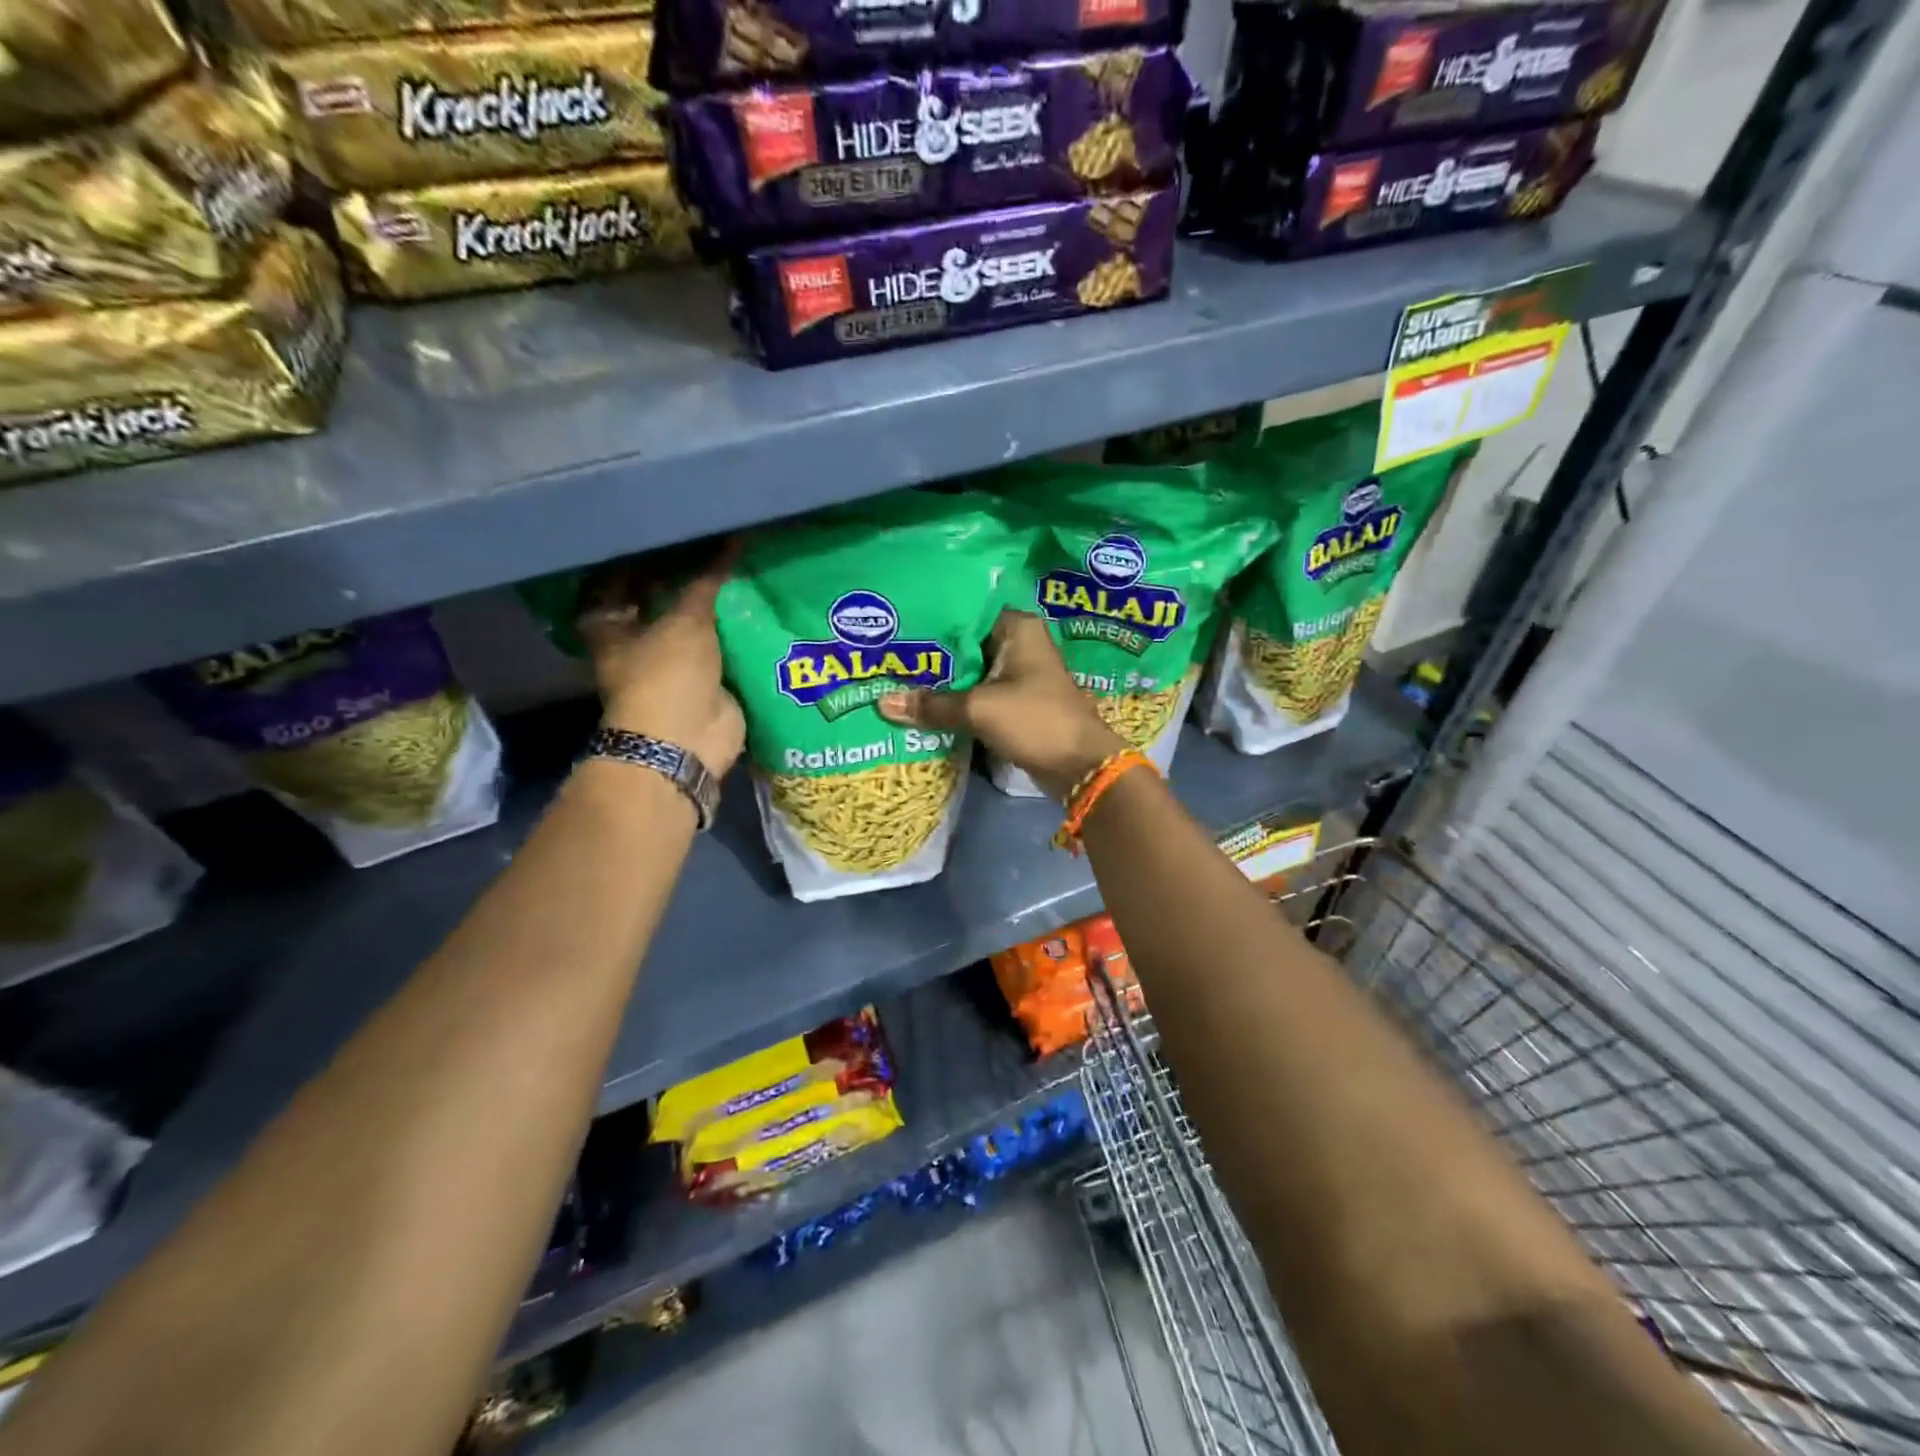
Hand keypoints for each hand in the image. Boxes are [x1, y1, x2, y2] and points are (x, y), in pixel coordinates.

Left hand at [577, 548, 745, 778]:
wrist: (688, 741)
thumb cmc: (668, 675)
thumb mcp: (686, 621)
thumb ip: (706, 584)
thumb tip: (730, 542)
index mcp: (613, 630)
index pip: (616, 586)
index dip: (636, 563)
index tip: (665, 538)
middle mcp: (639, 647)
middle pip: (660, 606)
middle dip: (685, 584)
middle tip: (714, 550)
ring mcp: (676, 669)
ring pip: (696, 630)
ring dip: (716, 611)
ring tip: (743, 572)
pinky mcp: (709, 686)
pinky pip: (725, 653)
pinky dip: (739, 637)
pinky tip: (760, 611)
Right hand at [878, 610, 1123, 801]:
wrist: (1080, 766)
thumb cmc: (1035, 721)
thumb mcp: (979, 709)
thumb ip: (933, 704)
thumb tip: (882, 703)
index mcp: (1017, 628)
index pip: (964, 612)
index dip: (930, 620)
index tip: (894, 626)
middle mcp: (1018, 644)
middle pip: (964, 644)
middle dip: (930, 655)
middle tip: (885, 655)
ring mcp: (1018, 675)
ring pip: (969, 672)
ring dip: (940, 681)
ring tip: (893, 678)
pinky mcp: (1014, 703)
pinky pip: (977, 695)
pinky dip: (954, 701)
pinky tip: (920, 705)